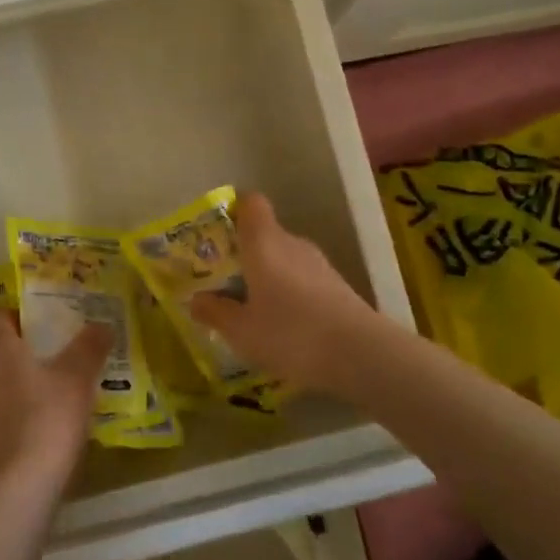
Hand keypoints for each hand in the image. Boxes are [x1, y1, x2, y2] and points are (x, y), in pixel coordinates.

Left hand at [0, 311, 108, 491]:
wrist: (20, 487)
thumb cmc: (47, 417)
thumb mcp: (77, 376)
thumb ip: (89, 347)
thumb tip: (101, 324)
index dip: (18, 311)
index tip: (45, 315)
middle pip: (1, 348)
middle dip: (29, 345)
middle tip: (63, 346)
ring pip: (5, 381)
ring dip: (29, 378)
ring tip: (64, 382)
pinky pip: (8, 410)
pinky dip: (28, 408)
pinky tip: (55, 419)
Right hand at [188, 192, 385, 394]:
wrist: (362, 355)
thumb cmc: (291, 334)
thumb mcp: (241, 331)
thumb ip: (215, 312)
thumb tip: (196, 300)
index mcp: (264, 243)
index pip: (251, 203)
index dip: (234, 211)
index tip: (217, 234)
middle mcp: (292, 244)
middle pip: (265, 234)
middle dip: (244, 254)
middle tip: (224, 282)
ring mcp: (319, 264)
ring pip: (284, 258)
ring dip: (267, 276)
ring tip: (251, 309)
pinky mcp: (337, 286)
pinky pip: (303, 279)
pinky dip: (290, 293)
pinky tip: (284, 325)